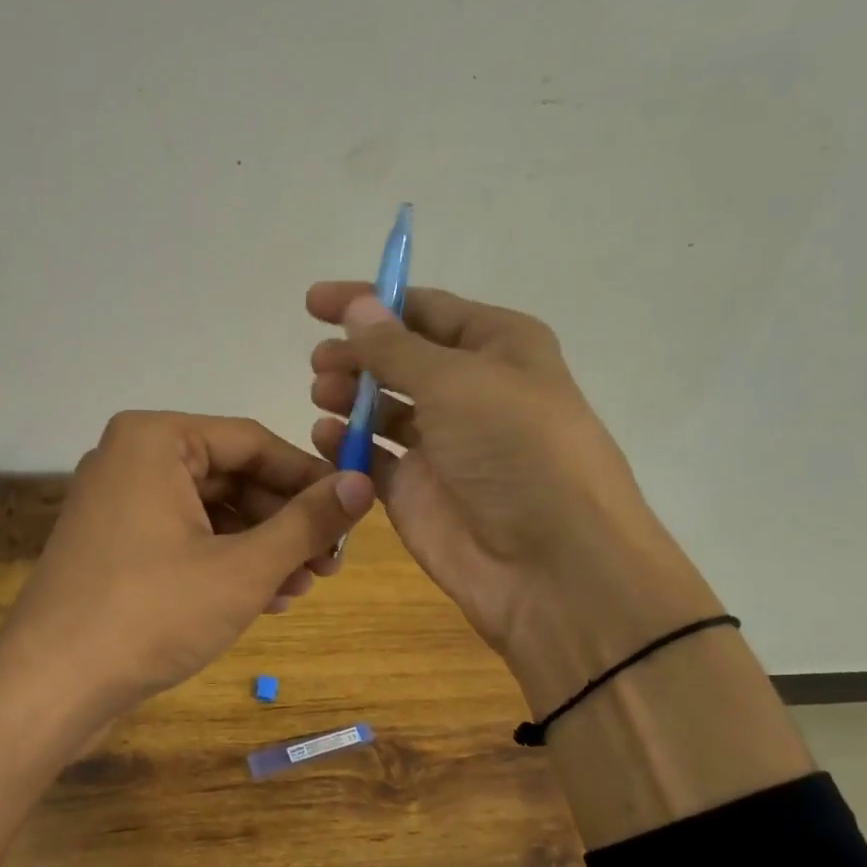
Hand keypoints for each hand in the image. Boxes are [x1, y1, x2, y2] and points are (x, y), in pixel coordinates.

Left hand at [0, 411, 374, 722]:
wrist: (50, 687)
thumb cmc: (152, 613)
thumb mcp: (244, 567)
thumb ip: (307, 522)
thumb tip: (362, 483)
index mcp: (157, 440)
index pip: (254, 442)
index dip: (310, 478)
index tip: (353, 512)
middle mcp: (133, 458)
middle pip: (233, 477)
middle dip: (286, 522)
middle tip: (330, 563)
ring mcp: (119, 503)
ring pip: (212, 512)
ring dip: (262, 547)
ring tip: (302, 587)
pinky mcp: (115, 545)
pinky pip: (185, 537)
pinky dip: (226, 562)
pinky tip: (264, 598)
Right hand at [306, 284, 720, 709]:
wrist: (551, 564)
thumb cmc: (515, 449)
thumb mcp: (456, 381)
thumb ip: (396, 347)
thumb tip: (358, 306)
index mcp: (498, 348)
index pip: (426, 310)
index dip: (371, 301)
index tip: (315, 303)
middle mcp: (471, 392)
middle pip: (401, 360)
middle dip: (358, 355)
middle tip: (320, 363)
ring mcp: (443, 446)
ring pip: (384, 408)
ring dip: (350, 396)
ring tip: (322, 394)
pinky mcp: (417, 492)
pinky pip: (372, 458)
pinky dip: (346, 445)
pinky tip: (325, 436)